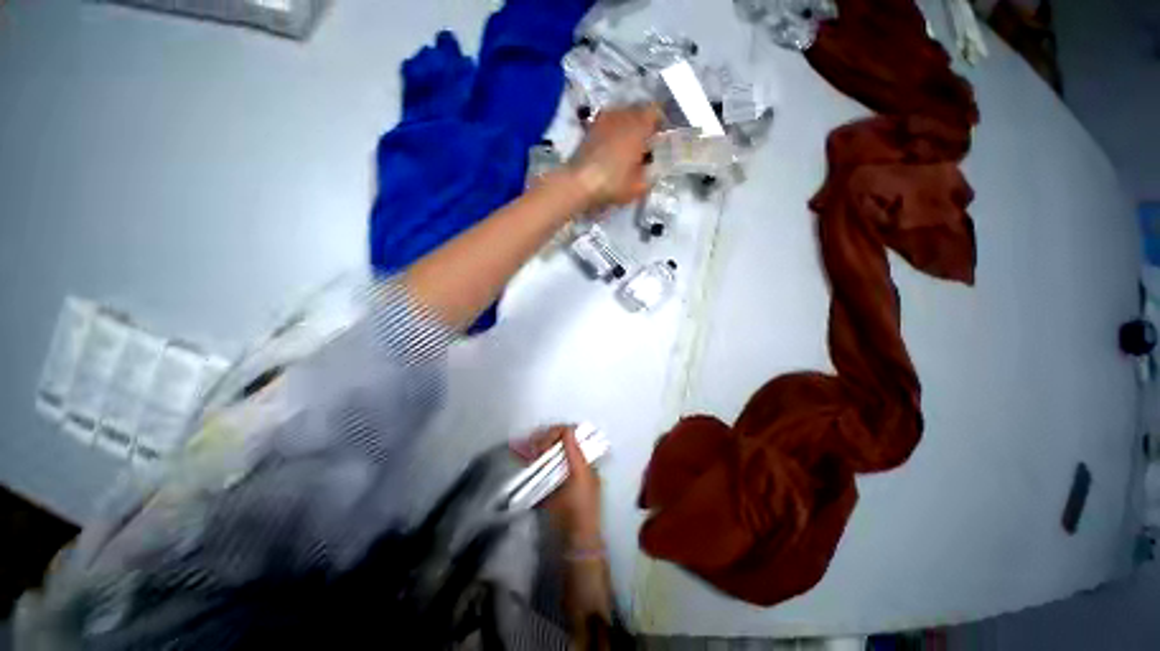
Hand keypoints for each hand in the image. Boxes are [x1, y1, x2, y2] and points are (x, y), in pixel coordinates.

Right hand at [511, 425, 602, 545]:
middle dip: (546, 440)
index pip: (571, 437)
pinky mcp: (546, 485)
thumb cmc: (581, 507)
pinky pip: (538, 467)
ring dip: (537, 448)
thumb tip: (568, 429)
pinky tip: (524, 458)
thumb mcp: (581, 477)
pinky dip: (531, 461)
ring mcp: (558, 474)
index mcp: (583, 460)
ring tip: (529, 450)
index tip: (546, 439)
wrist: (572, 540)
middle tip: (535, 446)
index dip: (559, 433)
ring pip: (547, 453)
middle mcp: (571, 463)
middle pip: (557, 443)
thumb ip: (575, 453)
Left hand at [568, 104, 661, 209]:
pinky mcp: (590, 127)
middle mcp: (623, 115)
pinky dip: (612, 132)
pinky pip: (608, 123)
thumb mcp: (639, 186)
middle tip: (644, 144)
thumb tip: (651, 166)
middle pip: (638, 112)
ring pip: (622, 116)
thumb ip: (650, 174)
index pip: (656, 112)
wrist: (579, 182)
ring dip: (626, 127)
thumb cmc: (613, 183)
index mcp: (639, 125)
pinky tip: (611, 148)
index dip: (659, 123)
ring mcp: (604, 119)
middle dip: (643, 125)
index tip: (659, 138)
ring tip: (626, 147)